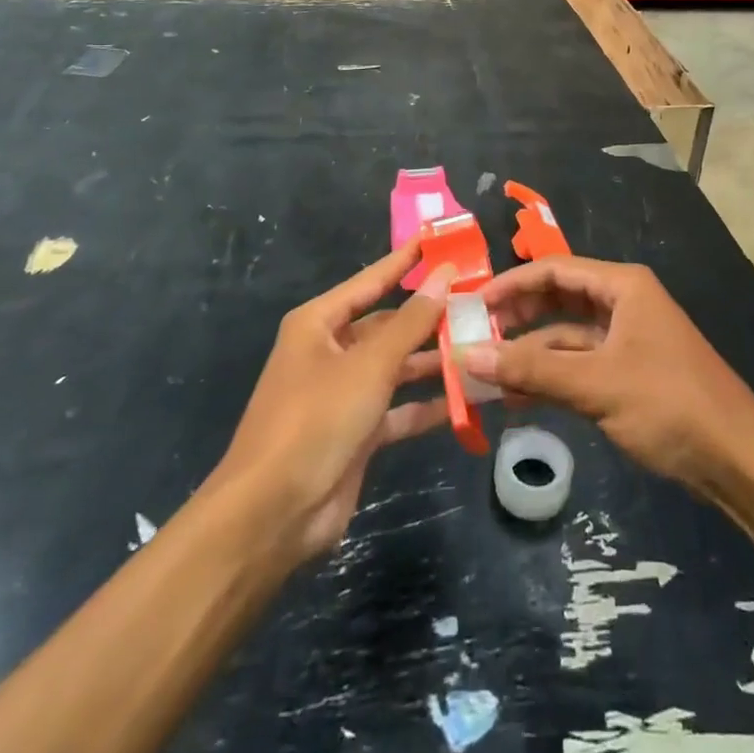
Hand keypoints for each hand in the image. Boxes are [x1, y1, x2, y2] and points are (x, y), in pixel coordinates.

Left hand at [209, 243, 451, 567]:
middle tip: (478, 301)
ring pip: (397, 366)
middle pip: (387, 324)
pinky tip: (467, 398)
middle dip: (429, 316)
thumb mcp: (369, 364)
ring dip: (434, 360)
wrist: (272, 514)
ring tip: (481, 346)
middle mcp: (330, 351)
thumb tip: (444, 274)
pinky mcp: (357, 432)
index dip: (405, 260)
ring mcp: (343, 393)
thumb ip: (411, 321)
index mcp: (319, 323)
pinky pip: (399, 408)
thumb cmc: (316, 419)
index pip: (371, 280)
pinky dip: (427, 403)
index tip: (439, 238)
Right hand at [463, 256, 753, 504]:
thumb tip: (467, 355)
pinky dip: (549, 377)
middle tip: (475, 337)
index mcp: (622, 286)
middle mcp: (623, 304)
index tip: (472, 306)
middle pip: (558, 299)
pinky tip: (516, 396)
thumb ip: (531, 369)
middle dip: (517, 317)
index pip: (554, 270)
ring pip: (566, 337)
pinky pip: (578, 366)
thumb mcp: (596, 384)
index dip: (511, 284)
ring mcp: (626, 340)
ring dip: (529, 353)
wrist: (739, 461)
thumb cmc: (669, 404)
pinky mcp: (628, 374)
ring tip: (485, 372)